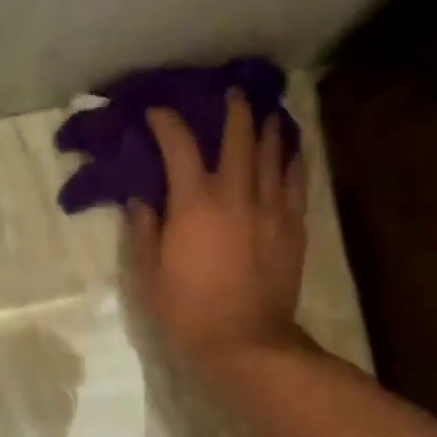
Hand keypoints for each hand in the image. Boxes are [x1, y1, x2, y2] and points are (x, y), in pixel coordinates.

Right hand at [127, 90, 309, 370]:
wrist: (246, 342)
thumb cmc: (189, 311)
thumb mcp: (150, 275)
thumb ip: (144, 231)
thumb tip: (140, 200)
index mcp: (194, 202)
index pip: (179, 145)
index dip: (166, 122)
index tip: (156, 113)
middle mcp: (235, 193)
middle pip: (238, 136)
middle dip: (232, 109)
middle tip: (230, 94)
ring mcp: (270, 207)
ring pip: (273, 153)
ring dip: (267, 127)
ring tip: (264, 113)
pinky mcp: (293, 226)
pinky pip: (296, 182)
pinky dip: (292, 160)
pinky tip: (291, 150)